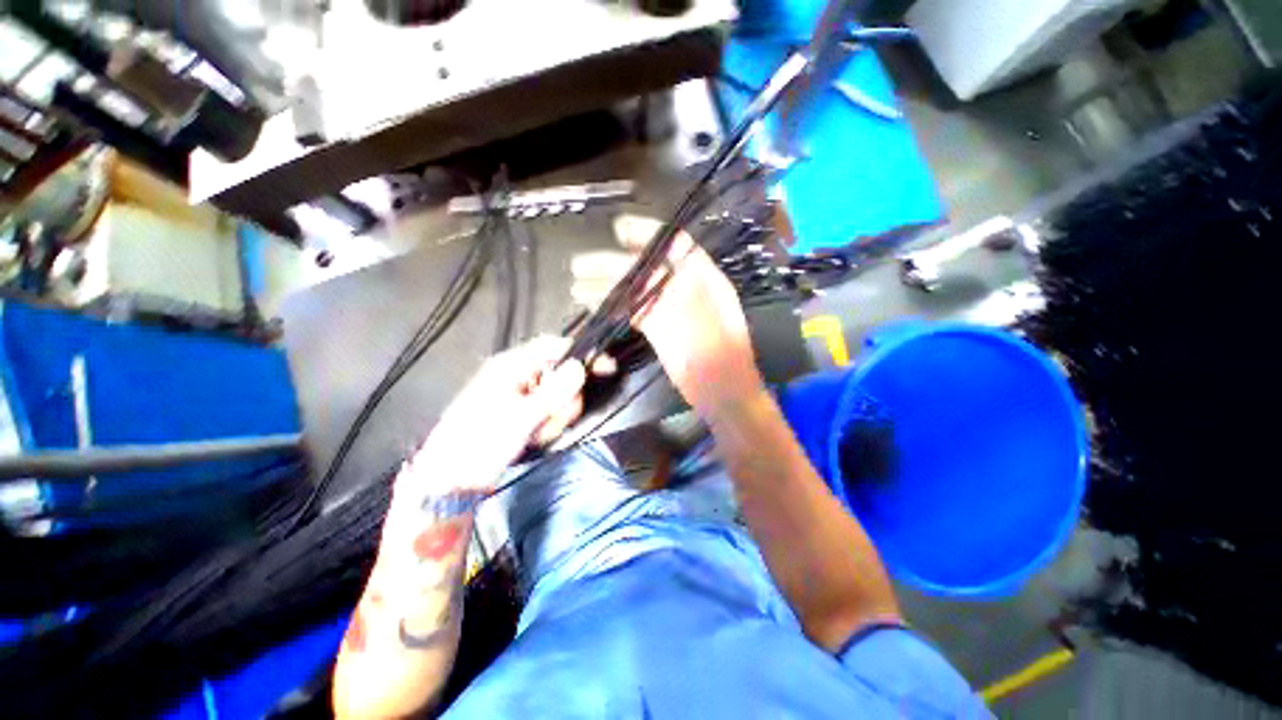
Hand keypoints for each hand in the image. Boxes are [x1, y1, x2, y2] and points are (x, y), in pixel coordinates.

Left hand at [409, 336, 607, 491]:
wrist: (452, 481)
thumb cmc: (480, 444)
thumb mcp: (520, 418)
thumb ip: (553, 392)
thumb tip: (579, 367)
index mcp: (511, 366)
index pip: (554, 347)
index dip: (582, 355)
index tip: (607, 368)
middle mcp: (519, 376)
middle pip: (562, 376)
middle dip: (565, 401)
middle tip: (555, 420)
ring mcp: (523, 396)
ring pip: (559, 397)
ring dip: (556, 418)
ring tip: (537, 435)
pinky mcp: (525, 413)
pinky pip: (550, 412)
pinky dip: (549, 426)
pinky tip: (534, 439)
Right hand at [572, 215, 765, 419]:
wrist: (723, 396)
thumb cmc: (721, 361)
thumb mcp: (704, 322)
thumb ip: (679, 292)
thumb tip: (651, 266)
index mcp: (705, 280)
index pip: (675, 246)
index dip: (647, 234)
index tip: (618, 230)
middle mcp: (687, 289)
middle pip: (647, 268)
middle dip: (614, 264)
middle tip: (580, 265)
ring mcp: (672, 311)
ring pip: (636, 291)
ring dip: (608, 287)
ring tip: (578, 287)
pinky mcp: (660, 330)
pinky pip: (635, 312)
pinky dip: (616, 307)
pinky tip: (596, 305)